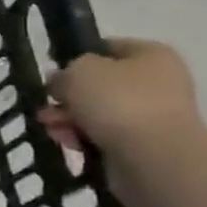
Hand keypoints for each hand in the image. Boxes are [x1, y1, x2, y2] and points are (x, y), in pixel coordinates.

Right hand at [38, 39, 202, 192]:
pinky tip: (68, 143)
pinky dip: (84, 138)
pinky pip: (105, 137)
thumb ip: (64, 72)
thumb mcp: (77, 70)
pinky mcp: (144, 147)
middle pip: (100, 84)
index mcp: (152, 55)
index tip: (54, 71)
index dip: (77, 57)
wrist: (154, 158)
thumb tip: (61, 82)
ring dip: (70, 118)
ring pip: (98, 112)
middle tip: (48, 104)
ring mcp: (153, 117)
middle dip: (69, 95)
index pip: (107, 47)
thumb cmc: (118, 100)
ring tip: (51, 127)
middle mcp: (158, 83)